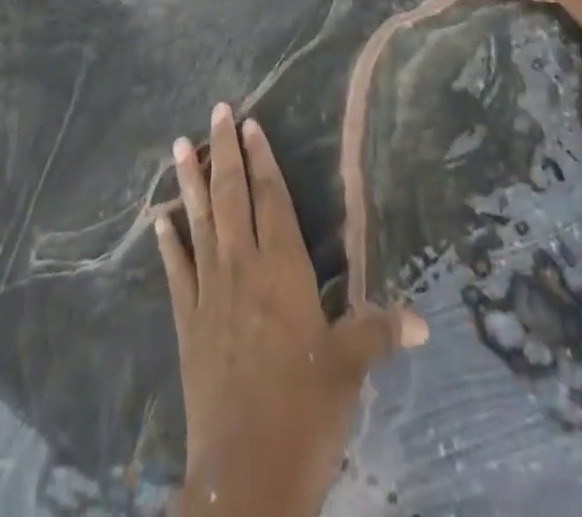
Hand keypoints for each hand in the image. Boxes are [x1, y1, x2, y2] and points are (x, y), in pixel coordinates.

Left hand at [158, 104, 426, 516]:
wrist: (246, 471)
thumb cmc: (305, 413)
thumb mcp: (348, 369)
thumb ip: (378, 332)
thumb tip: (422, 319)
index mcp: (283, 270)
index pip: (272, 199)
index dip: (262, 158)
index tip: (250, 123)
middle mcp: (243, 268)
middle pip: (232, 196)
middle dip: (225, 151)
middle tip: (216, 110)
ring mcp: (211, 292)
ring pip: (199, 221)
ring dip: (190, 181)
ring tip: (181, 143)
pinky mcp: (188, 321)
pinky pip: (177, 270)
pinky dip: (168, 242)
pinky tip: (158, 219)